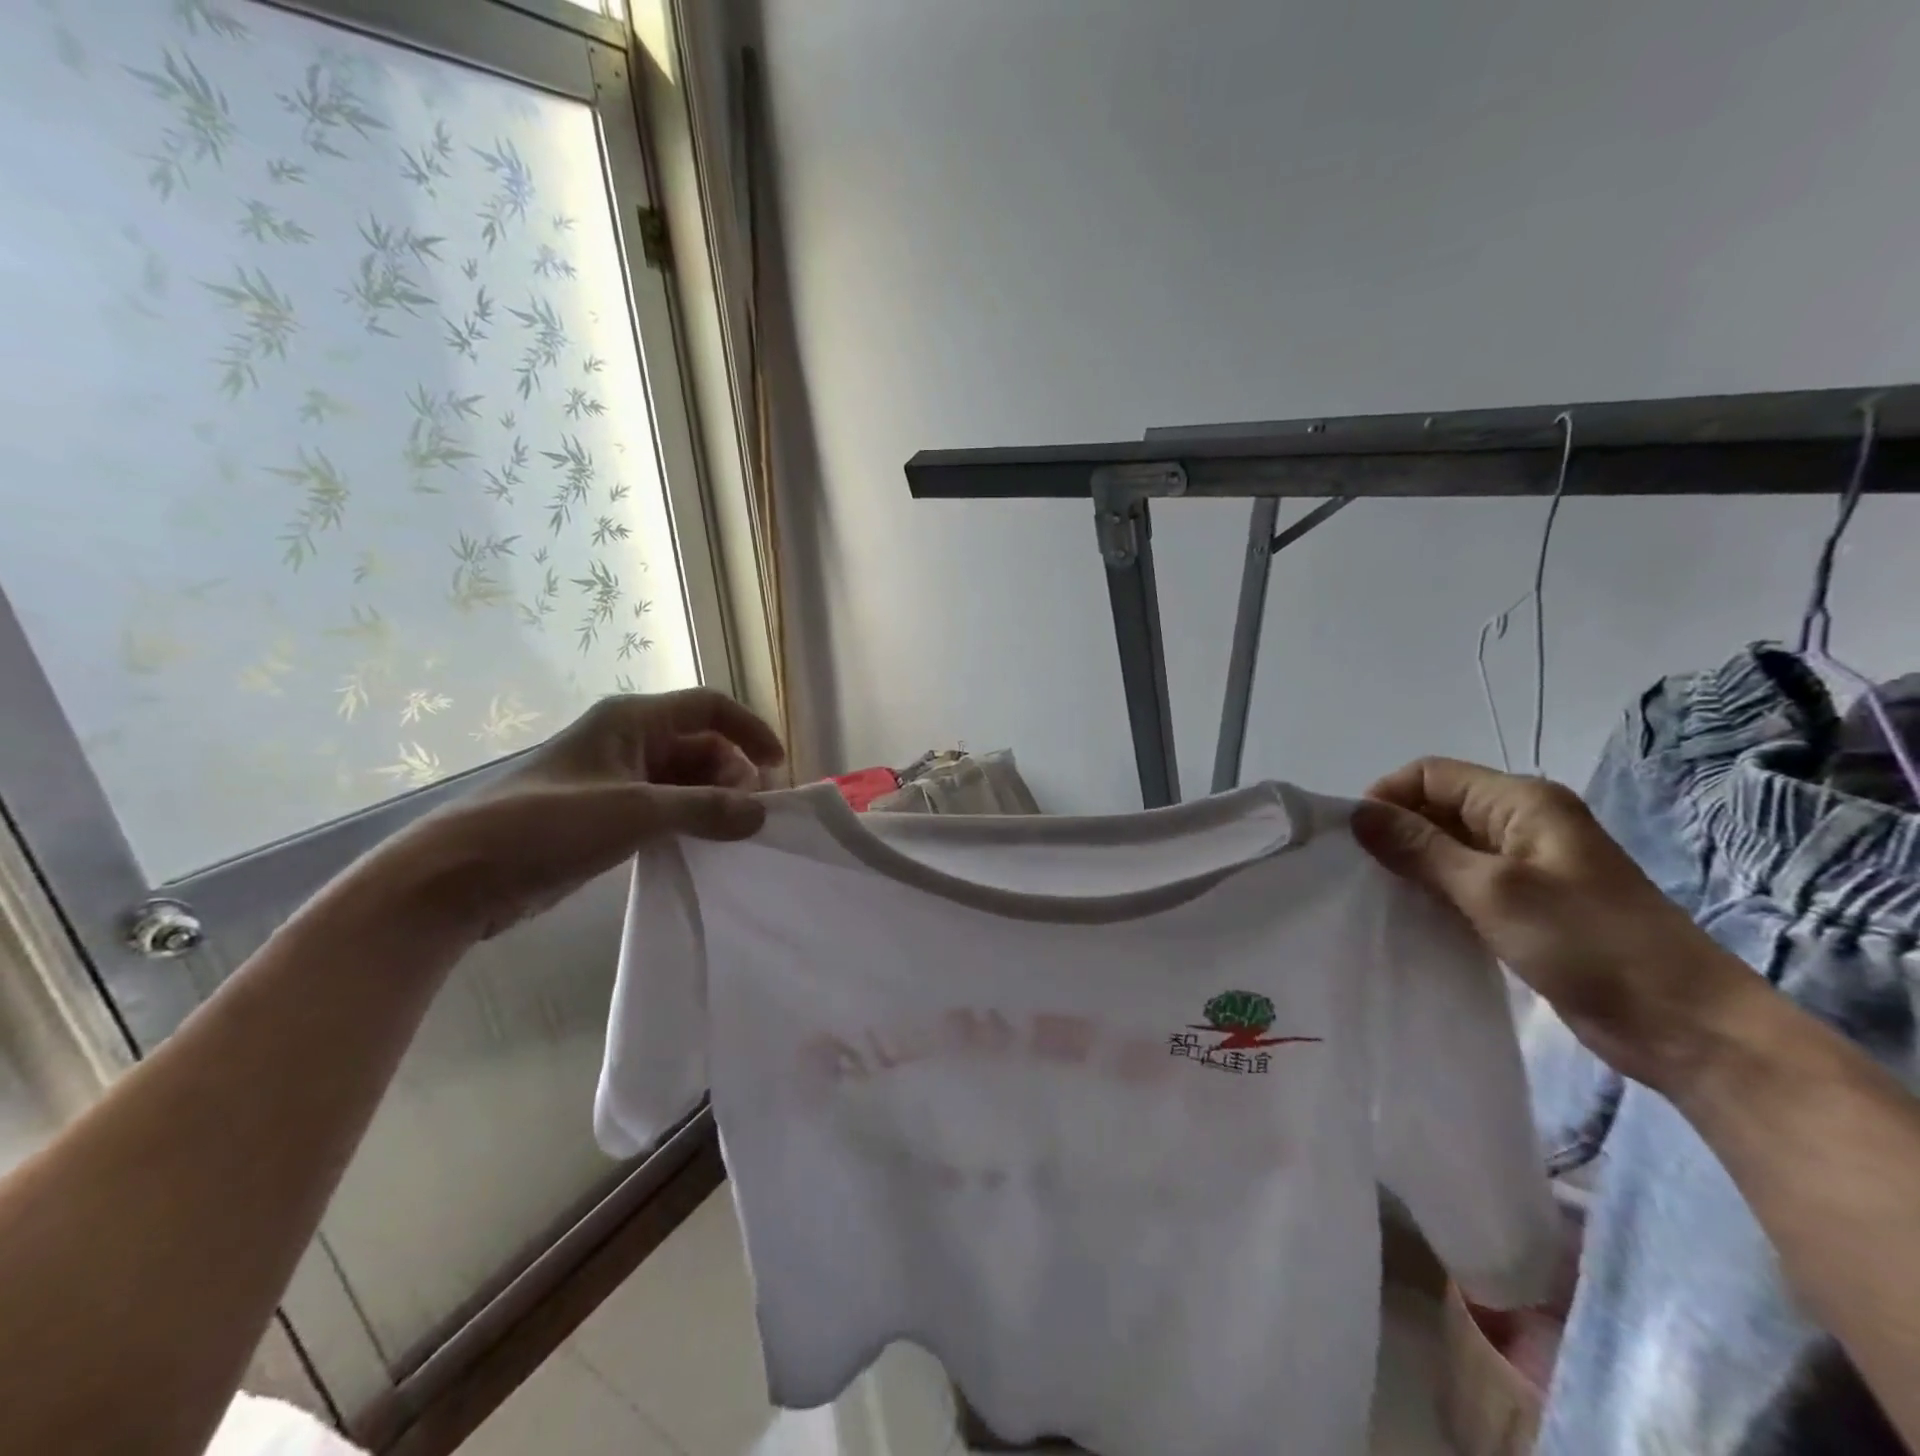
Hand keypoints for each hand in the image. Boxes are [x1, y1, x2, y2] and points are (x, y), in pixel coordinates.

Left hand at [364, 688, 785, 942]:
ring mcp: (616, 779)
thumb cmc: (548, 824)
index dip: (750, 730)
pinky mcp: (606, 815)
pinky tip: (703, 846)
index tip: (779, 767)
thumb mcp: (635, 811)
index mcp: (632, 720)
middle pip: (701, 744)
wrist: (460, 875)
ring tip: (733, 835)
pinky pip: (665, 807)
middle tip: (751, 815)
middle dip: (734, 773)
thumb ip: (705, 808)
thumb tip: (761, 814)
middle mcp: (628, 740)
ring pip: (685, 779)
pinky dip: (690, 820)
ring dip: (714, 800)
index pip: (709, 707)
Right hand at [1352, 756, 1753, 1092]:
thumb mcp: (1492, 890)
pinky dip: (1435, 892)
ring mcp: (1527, 865)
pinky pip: (1464, 882)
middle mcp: (1522, 823)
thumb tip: (1358, 813)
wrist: (1687, 1026)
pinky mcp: (1528, 904)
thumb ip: (1420, 847)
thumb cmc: (1589, 944)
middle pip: (1436, 807)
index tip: (1356, 843)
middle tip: (1360, 874)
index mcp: (1521, 801)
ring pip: (1447, 847)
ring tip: (1380, 897)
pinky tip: (1413, 917)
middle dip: (1395, 832)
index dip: (1387, 798)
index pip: (1429, 775)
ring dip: (1413, 866)